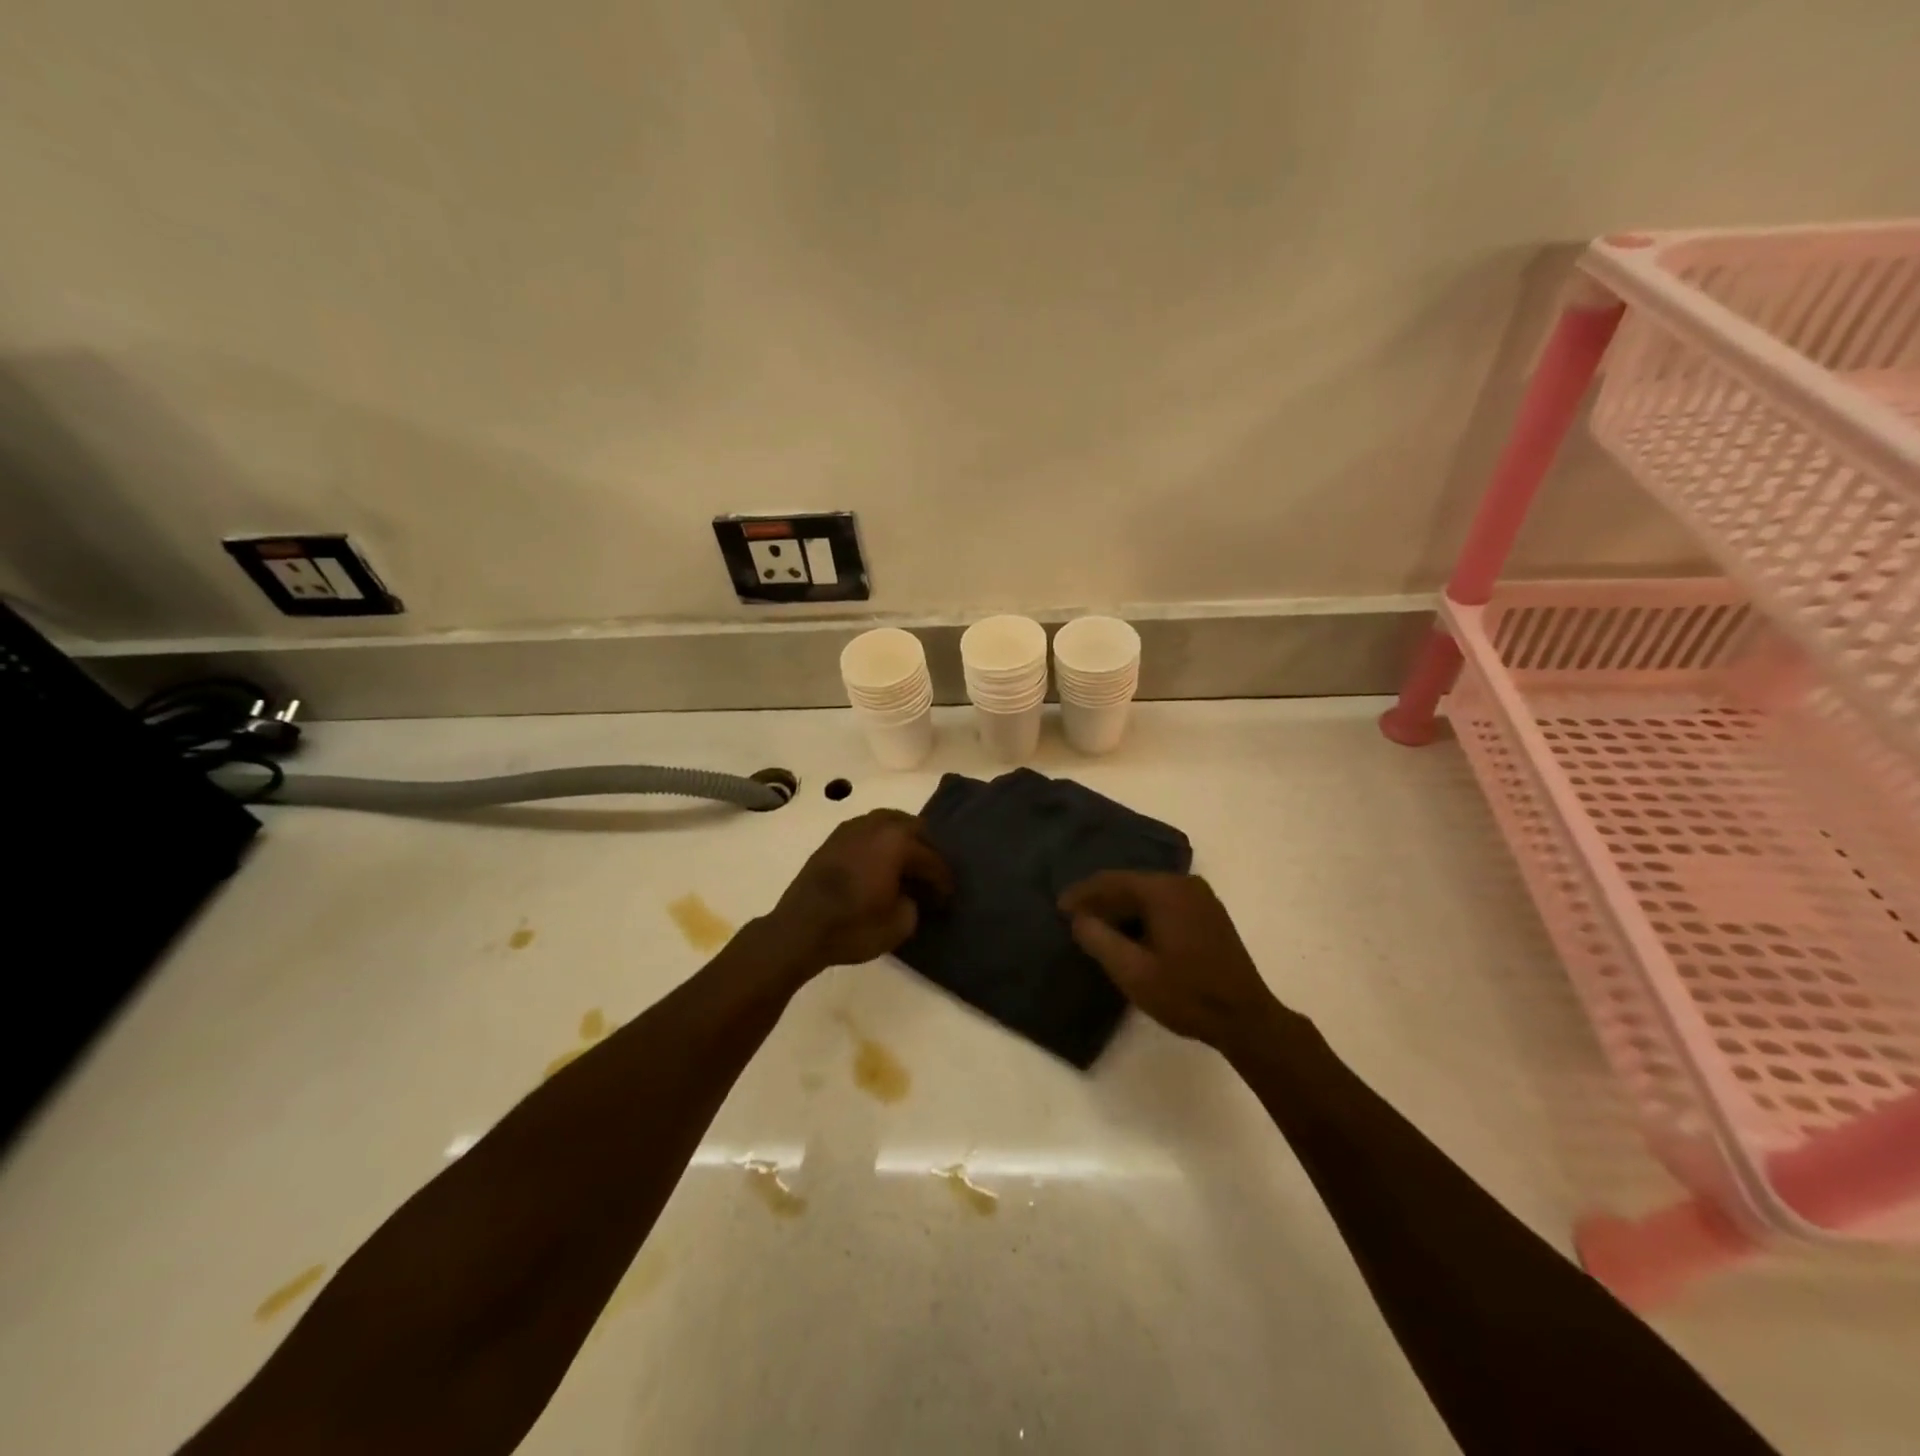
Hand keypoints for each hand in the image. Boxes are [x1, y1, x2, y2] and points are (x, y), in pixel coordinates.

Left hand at [770, 809, 953, 969]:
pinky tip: (879, 865)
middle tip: (929, 877)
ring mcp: (850, 828)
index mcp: (898, 840)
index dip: (943, 881)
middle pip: (913, 828)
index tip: (947, 899)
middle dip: (925, 850)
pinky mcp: (832, 840)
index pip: (931, 858)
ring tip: (905, 868)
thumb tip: (910, 895)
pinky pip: (867, 832)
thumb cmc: (853, 926)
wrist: (798, 930)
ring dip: (901, 842)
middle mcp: (876, 825)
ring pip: (888, 823)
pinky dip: (879, 844)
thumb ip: (915, 903)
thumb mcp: (900, 924)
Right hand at [1058, 871, 1285, 1053]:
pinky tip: (1130, 933)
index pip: (1112, 881)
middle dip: (1101, 900)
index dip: (1082, 894)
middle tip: (1075, 919)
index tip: (1059, 908)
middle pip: (1130, 884)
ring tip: (1097, 927)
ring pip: (1147, 894)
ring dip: (1121, 908)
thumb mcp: (1132, 972)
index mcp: (1164, 891)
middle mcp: (1183, 883)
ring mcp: (1200, 897)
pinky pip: (1164, 903)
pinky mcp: (1208, 913)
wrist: (1245, 1019)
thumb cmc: (1185, 995)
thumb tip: (1078, 918)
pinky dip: (1142, 914)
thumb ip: (1099, 939)